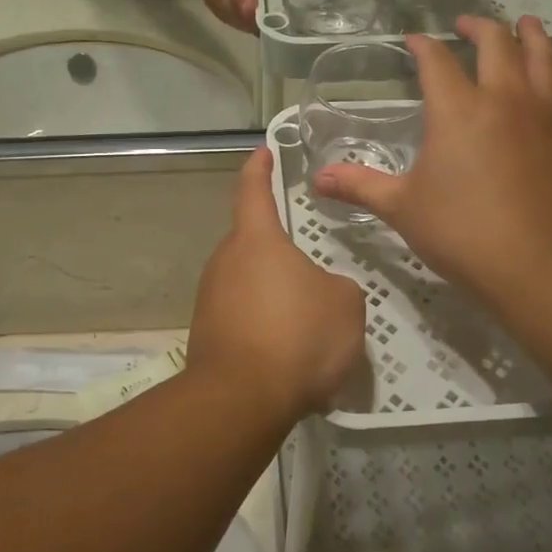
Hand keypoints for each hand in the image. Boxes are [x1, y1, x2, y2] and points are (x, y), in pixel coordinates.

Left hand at [186, 148, 366, 421]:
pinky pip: (241, 316)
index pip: (253, 190)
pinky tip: (284, 352)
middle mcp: (225, 261)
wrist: (241, 399)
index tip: (263, 152)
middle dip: (278, 251)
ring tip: (305, 321)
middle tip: (310, 269)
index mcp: (257, 240)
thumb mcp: (345, 305)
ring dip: (272, 293)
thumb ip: (337, 286)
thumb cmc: (297, 336)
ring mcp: (210, 298)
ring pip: (247, 283)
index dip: (259, 168)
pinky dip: (262, 325)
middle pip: (252, 243)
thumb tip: (322, 292)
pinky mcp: (206, 333)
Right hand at [313, 16, 551, 307]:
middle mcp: (504, 100)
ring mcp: (546, 119)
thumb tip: (317, 179)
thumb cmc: (459, 232)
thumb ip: (360, 186)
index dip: (423, 46)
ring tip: (528, 25)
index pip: (436, 61)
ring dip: (535, 39)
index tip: (413, 40)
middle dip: (481, 28)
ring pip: (545, 62)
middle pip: (497, 45)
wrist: (535, 265)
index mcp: (457, 110)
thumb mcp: (400, 208)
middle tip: (469, 23)